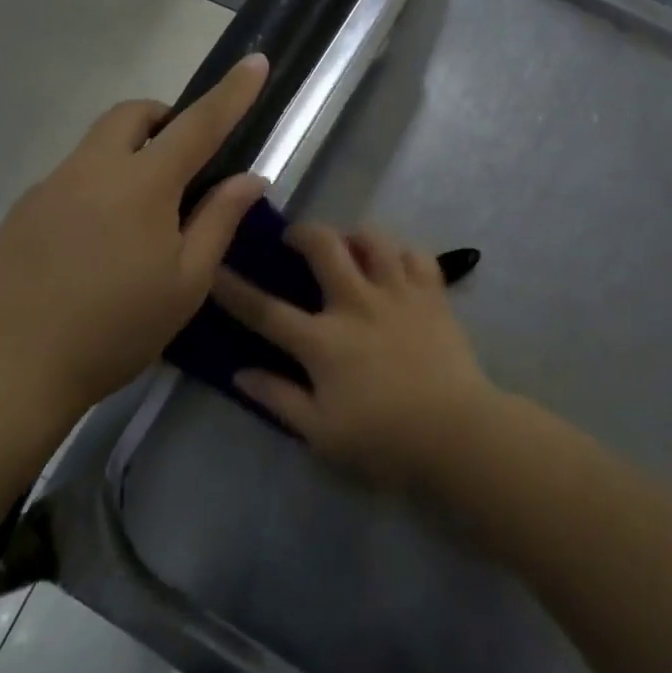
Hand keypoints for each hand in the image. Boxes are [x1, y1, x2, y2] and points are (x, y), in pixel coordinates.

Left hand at [0, 55, 268, 412]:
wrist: (6, 365)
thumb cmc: (113, 329)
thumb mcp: (185, 284)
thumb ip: (219, 222)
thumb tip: (250, 178)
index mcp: (143, 184)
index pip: (199, 123)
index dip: (232, 92)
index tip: (255, 61)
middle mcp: (93, 169)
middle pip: (133, 114)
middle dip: (165, 118)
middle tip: (184, 161)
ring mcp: (51, 185)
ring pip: (98, 143)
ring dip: (130, 153)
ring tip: (141, 217)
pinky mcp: (23, 208)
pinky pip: (72, 176)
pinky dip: (99, 185)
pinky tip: (96, 244)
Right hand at [213, 224, 496, 484]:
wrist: (457, 433)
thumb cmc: (383, 439)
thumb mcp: (320, 432)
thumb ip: (278, 398)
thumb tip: (239, 372)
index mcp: (323, 341)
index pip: (266, 310)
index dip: (234, 289)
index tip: (214, 267)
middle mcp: (356, 304)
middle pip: (323, 247)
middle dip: (301, 233)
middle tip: (293, 238)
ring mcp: (397, 294)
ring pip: (373, 240)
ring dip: (354, 235)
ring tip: (348, 244)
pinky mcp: (432, 295)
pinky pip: (416, 256)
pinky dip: (401, 253)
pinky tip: (395, 263)